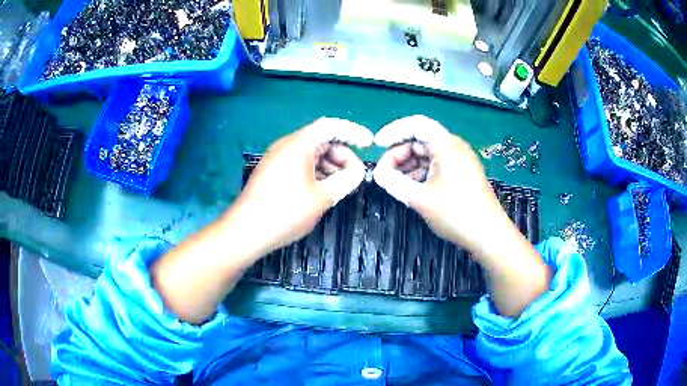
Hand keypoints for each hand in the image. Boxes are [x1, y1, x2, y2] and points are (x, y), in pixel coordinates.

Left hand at [227, 117, 372, 254]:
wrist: (246, 231)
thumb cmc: (286, 212)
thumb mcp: (323, 197)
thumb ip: (346, 180)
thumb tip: (358, 171)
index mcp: (299, 144)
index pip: (331, 126)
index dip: (353, 132)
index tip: (369, 144)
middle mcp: (287, 145)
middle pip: (321, 139)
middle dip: (342, 154)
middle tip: (354, 175)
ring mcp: (277, 158)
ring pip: (310, 152)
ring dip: (330, 164)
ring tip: (341, 184)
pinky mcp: (272, 171)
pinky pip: (299, 163)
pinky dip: (315, 171)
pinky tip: (322, 188)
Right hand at [372, 115, 509, 253]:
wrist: (488, 234)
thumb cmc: (455, 213)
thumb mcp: (419, 198)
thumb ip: (394, 182)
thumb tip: (377, 173)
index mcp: (445, 145)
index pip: (416, 124)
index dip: (393, 131)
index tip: (377, 145)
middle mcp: (455, 146)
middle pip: (421, 139)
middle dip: (400, 152)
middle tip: (384, 171)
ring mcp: (461, 159)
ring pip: (429, 152)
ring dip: (410, 163)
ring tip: (395, 181)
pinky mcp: (464, 172)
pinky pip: (438, 163)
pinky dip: (422, 170)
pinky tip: (413, 186)